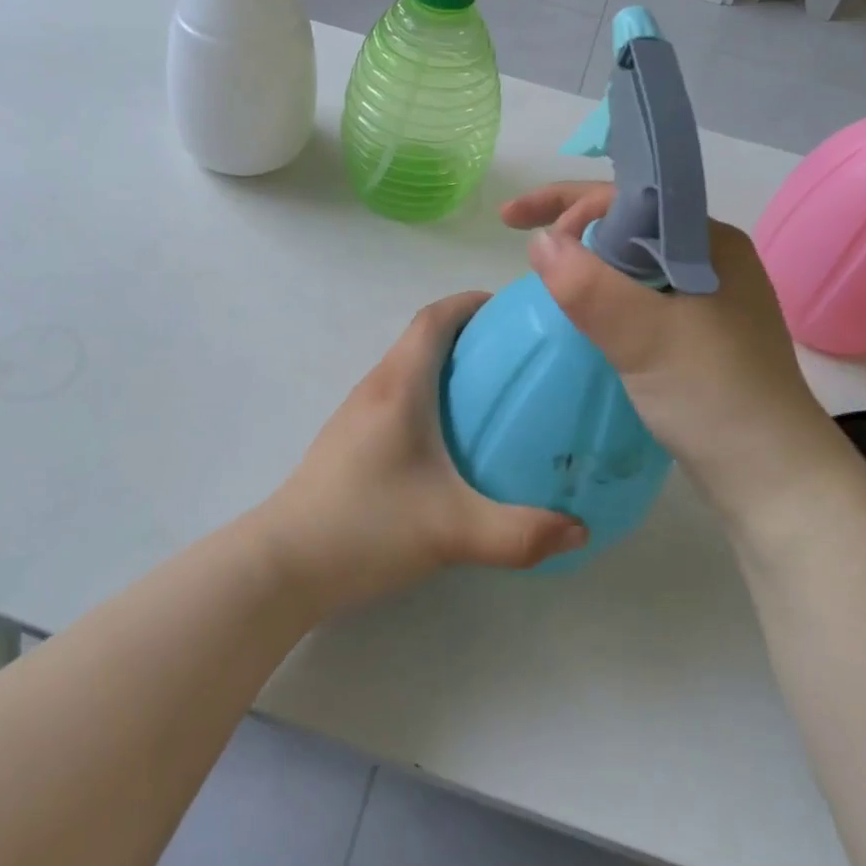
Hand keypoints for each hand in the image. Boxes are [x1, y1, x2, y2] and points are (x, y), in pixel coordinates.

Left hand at [260, 292, 587, 614]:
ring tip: (492, 392)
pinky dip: (429, 393)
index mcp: (399, 386)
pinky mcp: (350, 438)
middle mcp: (376, 386)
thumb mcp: (453, 531)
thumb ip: (521, 533)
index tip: (511, 309)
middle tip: (517, 355)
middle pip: (423, 337)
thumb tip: (580, 530)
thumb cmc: (367, 527)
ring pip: (408, 366)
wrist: (285, 563)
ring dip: (447, 363)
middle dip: (469, 333)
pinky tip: (451, 438)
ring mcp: (357, 412)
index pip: (434, 318)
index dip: (470, 303)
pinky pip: (397, 394)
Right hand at [501, 182, 850, 521]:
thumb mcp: (644, 337)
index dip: (568, 202)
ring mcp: (706, 299)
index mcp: (708, 242)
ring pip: (629, 262)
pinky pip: (637, 296)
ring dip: (584, 261)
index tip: (520, 227)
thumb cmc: (714, 397)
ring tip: (542, 273)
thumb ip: (588, 286)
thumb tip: (539, 242)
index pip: (627, 197)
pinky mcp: (697, 335)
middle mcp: (709, 260)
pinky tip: (579, 312)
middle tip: (521, 241)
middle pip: (625, 223)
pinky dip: (601, 295)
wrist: (773, 480)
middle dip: (570, 225)